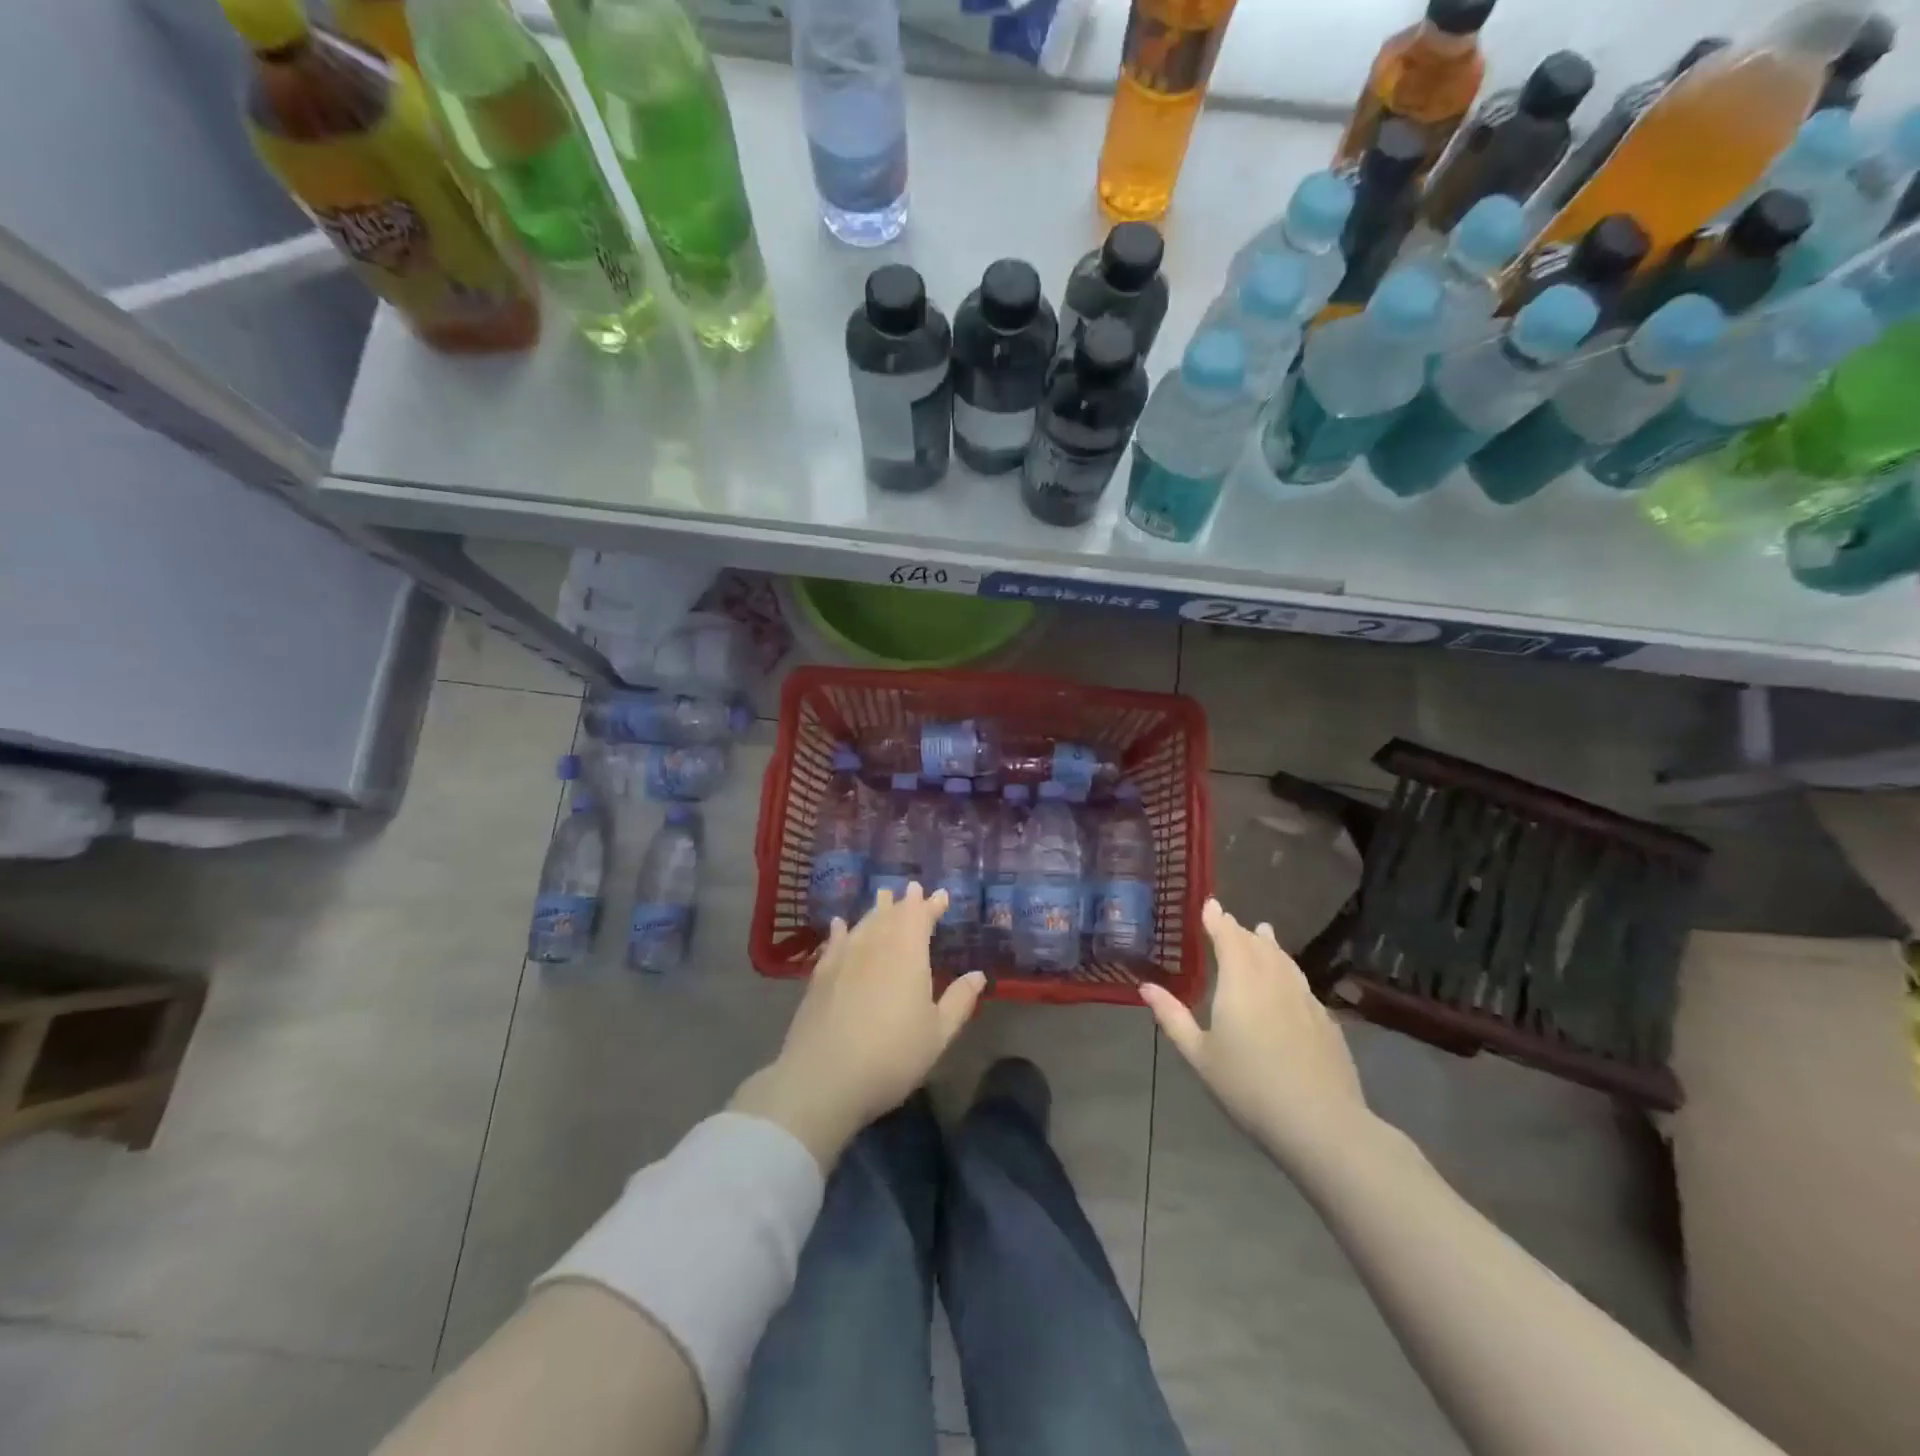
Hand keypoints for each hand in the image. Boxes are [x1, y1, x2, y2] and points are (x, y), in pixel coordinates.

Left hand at [732, 884, 986, 1167]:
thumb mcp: (937, 1034)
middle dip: (904, 902)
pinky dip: (840, 930)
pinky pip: (834, 943)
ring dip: (876, 910)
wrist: (824, 1078)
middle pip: (891, 916)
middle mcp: (875, 947)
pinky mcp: (819, 976)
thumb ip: (959, 1001)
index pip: (920, 919)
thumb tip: (978, 975)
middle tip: (912, 890)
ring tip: (883, 898)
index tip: (940, 895)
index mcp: (908, 955)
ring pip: (863, 924)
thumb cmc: (892, 1057)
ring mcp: (844, 959)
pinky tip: (840, 924)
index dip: (931, 906)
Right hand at [1142, 898, 1370, 1168]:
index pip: (1228, 937)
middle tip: (1228, 921)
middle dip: (1240, 930)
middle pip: (1257, 945)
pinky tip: (1289, 982)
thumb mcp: (1200, 1055)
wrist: (1320, 1122)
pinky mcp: (1326, 1021)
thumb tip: (1146, 987)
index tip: (1210, 904)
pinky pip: (1301, 982)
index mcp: (1240, 982)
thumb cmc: (1248, 1086)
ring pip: (1284, 960)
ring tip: (1263, 932)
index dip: (1217, 920)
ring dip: (1269, 944)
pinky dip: (1288, 970)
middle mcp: (1273, 980)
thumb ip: (1173, 1017)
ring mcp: (1304, 999)